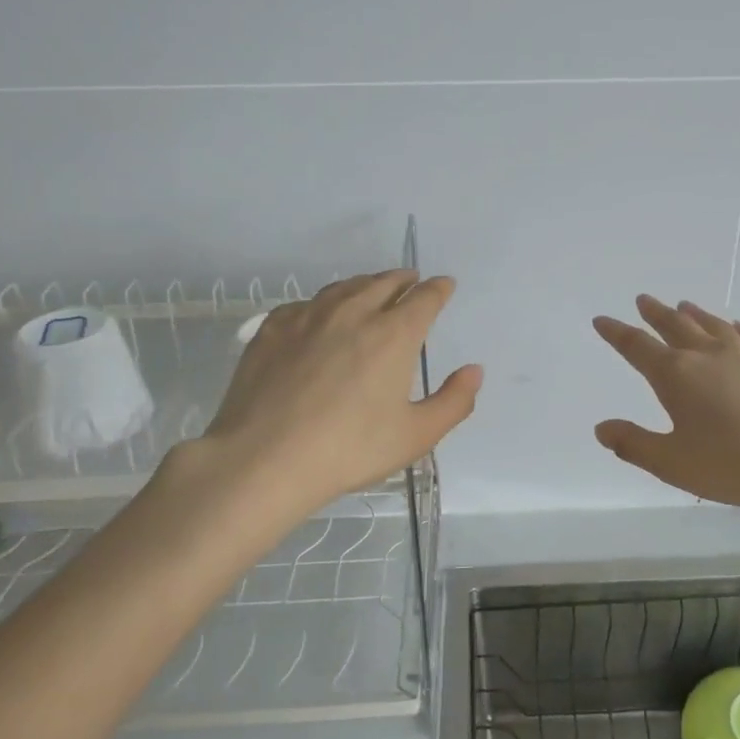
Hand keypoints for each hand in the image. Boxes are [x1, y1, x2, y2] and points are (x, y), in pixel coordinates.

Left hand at [195, 270, 481, 517]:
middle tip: (411, 281)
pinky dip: (325, 302)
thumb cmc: (349, 450)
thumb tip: (474, 371)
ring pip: (344, 287)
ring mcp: (308, 316)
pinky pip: (307, 303)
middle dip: (403, 279)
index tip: (444, 285)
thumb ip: (454, 401)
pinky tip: (321, 315)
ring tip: (372, 290)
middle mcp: (353, 312)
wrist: (265, 458)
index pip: (424, 298)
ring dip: (365, 284)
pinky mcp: (272, 328)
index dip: (438, 289)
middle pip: (384, 282)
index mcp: (393, 334)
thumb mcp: (416, 435)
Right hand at [593, 296, 739, 527]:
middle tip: (643, 300)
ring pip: (712, 326)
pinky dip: (736, 329)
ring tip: (683, 305)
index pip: (637, 347)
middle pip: (675, 326)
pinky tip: (736, 327)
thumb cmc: (732, 464)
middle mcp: (707, 357)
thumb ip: (633, 444)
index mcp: (676, 376)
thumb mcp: (671, 463)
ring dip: (693, 314)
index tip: (602, 320)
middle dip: (655, 314)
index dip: (617, 333)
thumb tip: (602, 428)